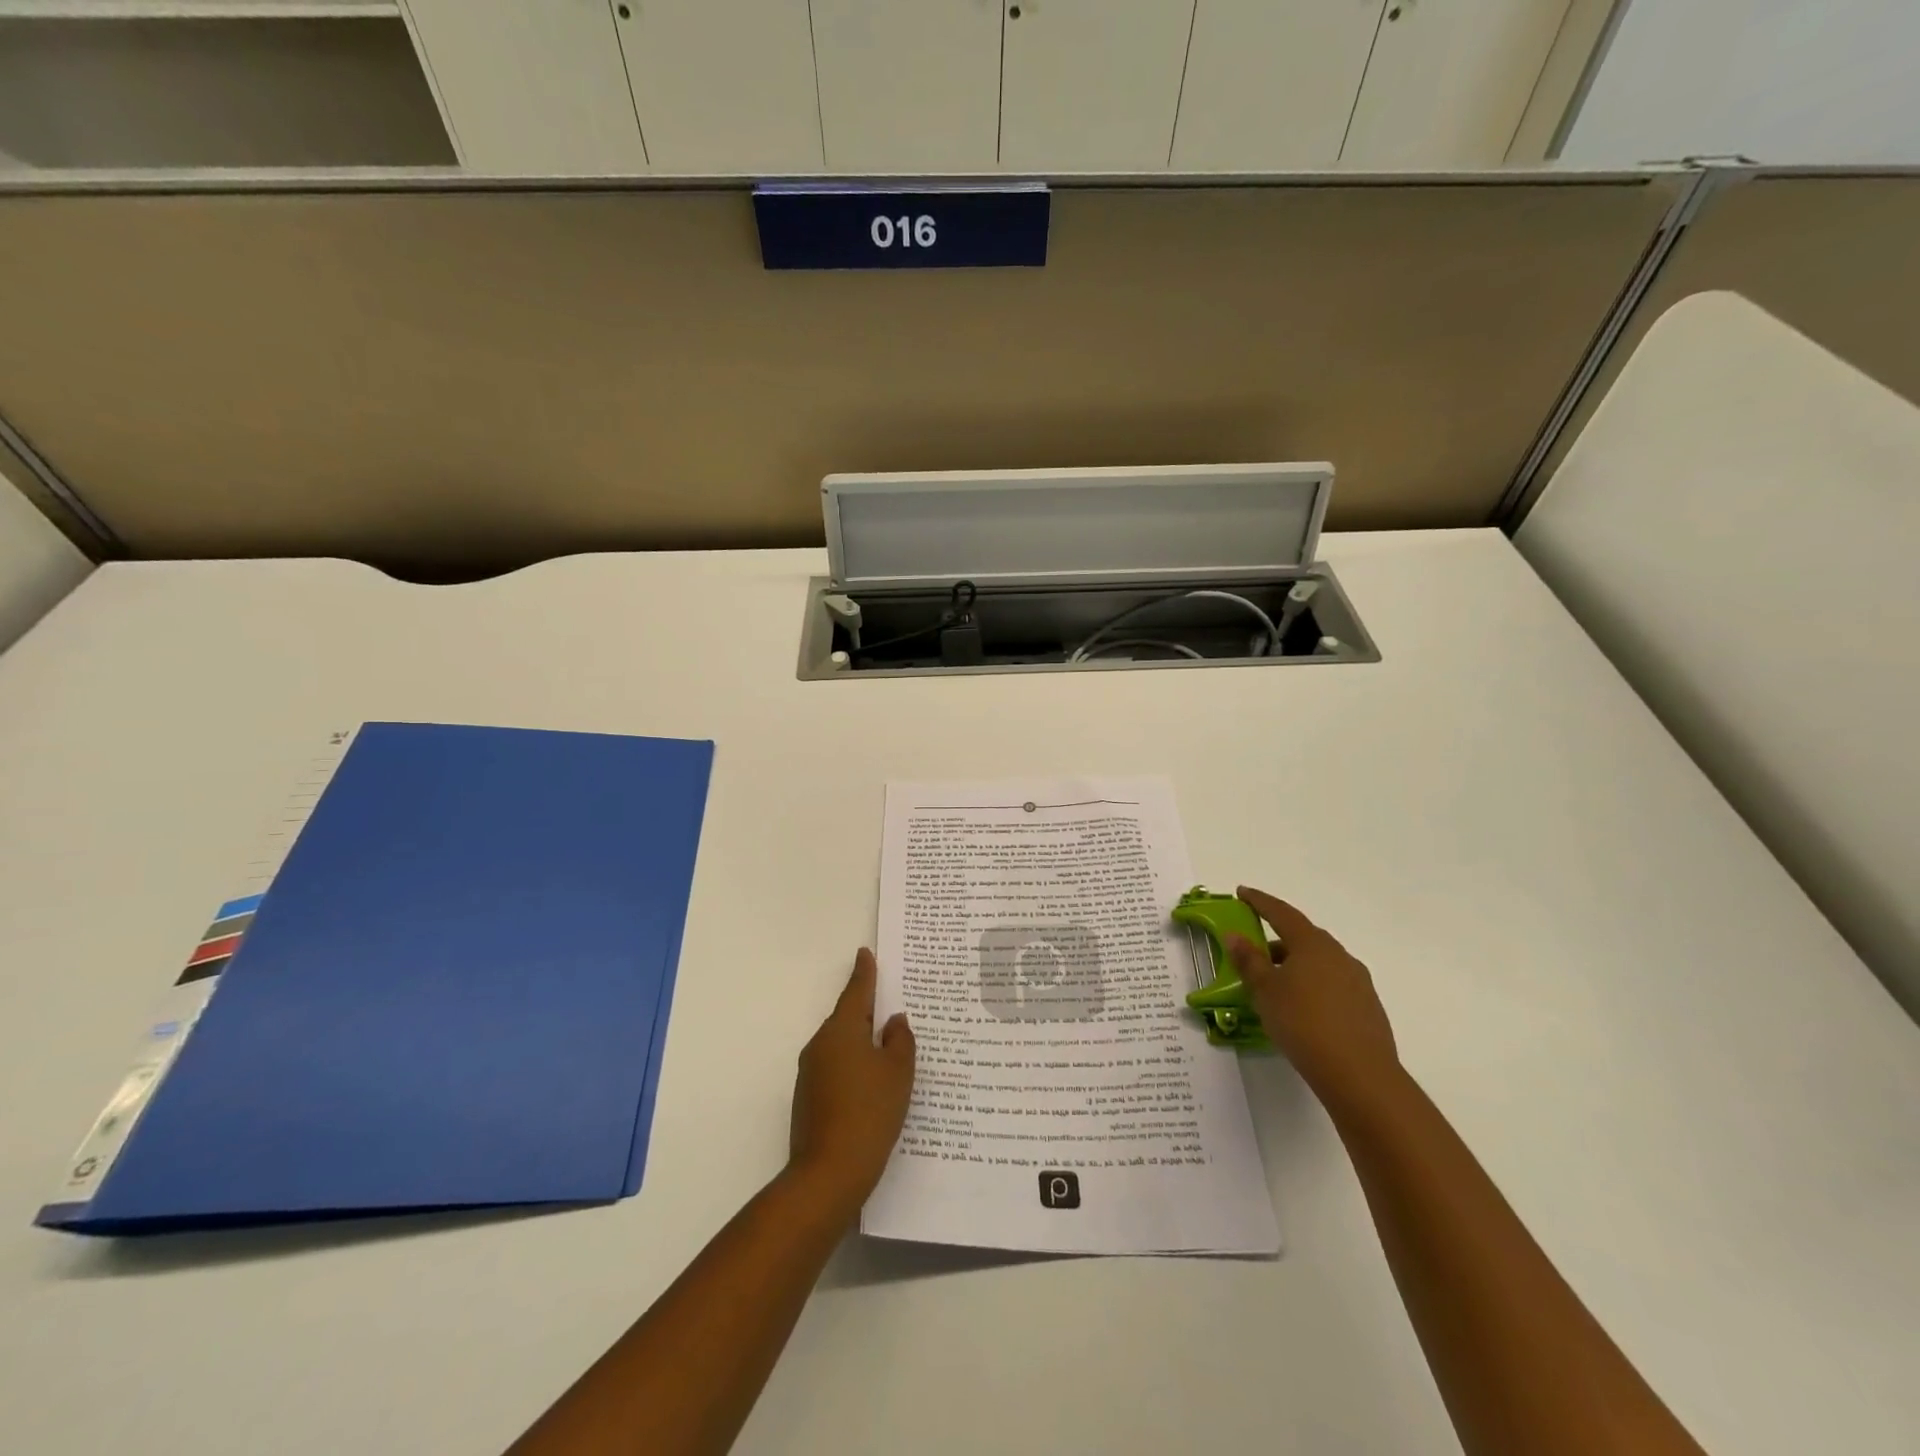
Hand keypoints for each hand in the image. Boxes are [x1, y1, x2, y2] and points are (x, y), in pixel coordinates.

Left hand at [787, 949, 915, 1216]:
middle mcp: (820, 1045)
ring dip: (862, 1042)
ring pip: (842, 1045)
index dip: (864, 972)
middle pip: (848, 1019)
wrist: (828, 1175)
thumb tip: (893, 1021)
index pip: (856, 992)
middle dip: (868, 1011)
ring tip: (890, 1046)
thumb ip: (899, 1041)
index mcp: (841, 1030)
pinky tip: (873, 1083)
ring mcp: (810, 1073)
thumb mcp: (897, 1073)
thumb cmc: (869, 1113)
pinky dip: (855, 1067)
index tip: (865, 953)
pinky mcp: (809, 1099)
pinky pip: (837, 1069)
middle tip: (891, 1003)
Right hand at [1225, 887, 1400, 1111]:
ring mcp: (1358, 981)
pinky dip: (1312, 986)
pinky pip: (1332, 985)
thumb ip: (1249, 960)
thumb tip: (1235, 935)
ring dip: (1295, 965)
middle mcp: (1338, 955)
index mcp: (1312, 944)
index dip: (1259, 902)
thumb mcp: (1265, 991)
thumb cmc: (1303, 1023)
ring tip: (1274, 984)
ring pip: (1319, 963)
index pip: (1281, 913)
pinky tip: (1301, 1008)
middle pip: (1303, 938)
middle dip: (1277, 939)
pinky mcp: (1368, 1007)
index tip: (1242, 893)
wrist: (1360, 1075)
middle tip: (1254, 949)